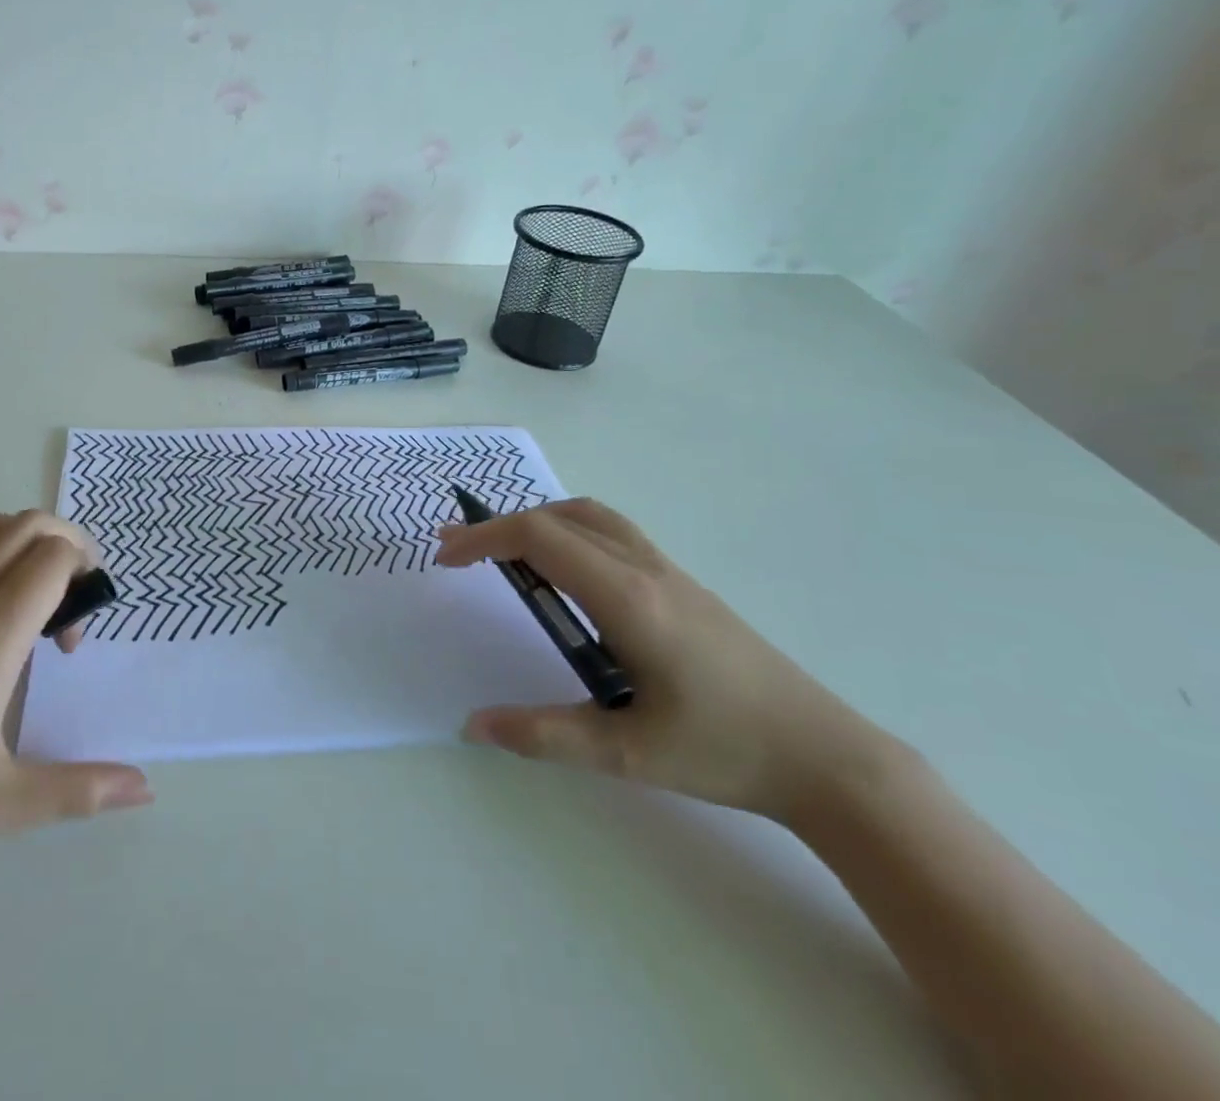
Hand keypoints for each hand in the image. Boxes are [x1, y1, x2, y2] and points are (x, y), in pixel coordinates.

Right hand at [436, 498, 887, 823]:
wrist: (827, 756)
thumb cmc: (724, 751)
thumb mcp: (626, 754)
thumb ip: (543, 734)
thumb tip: (472, 725)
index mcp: (626, 598)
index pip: (540, 537)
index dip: (484, 538)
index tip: (446, 560)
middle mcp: (644, 569)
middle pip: (559, 518)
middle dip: (500, 527)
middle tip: (459, 553)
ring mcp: (668, 572)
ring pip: (590, 517)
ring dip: (538, 522)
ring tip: (505, 554)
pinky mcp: (682, 585)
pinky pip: (612, 534)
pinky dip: (569, 533)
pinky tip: (565, 576)